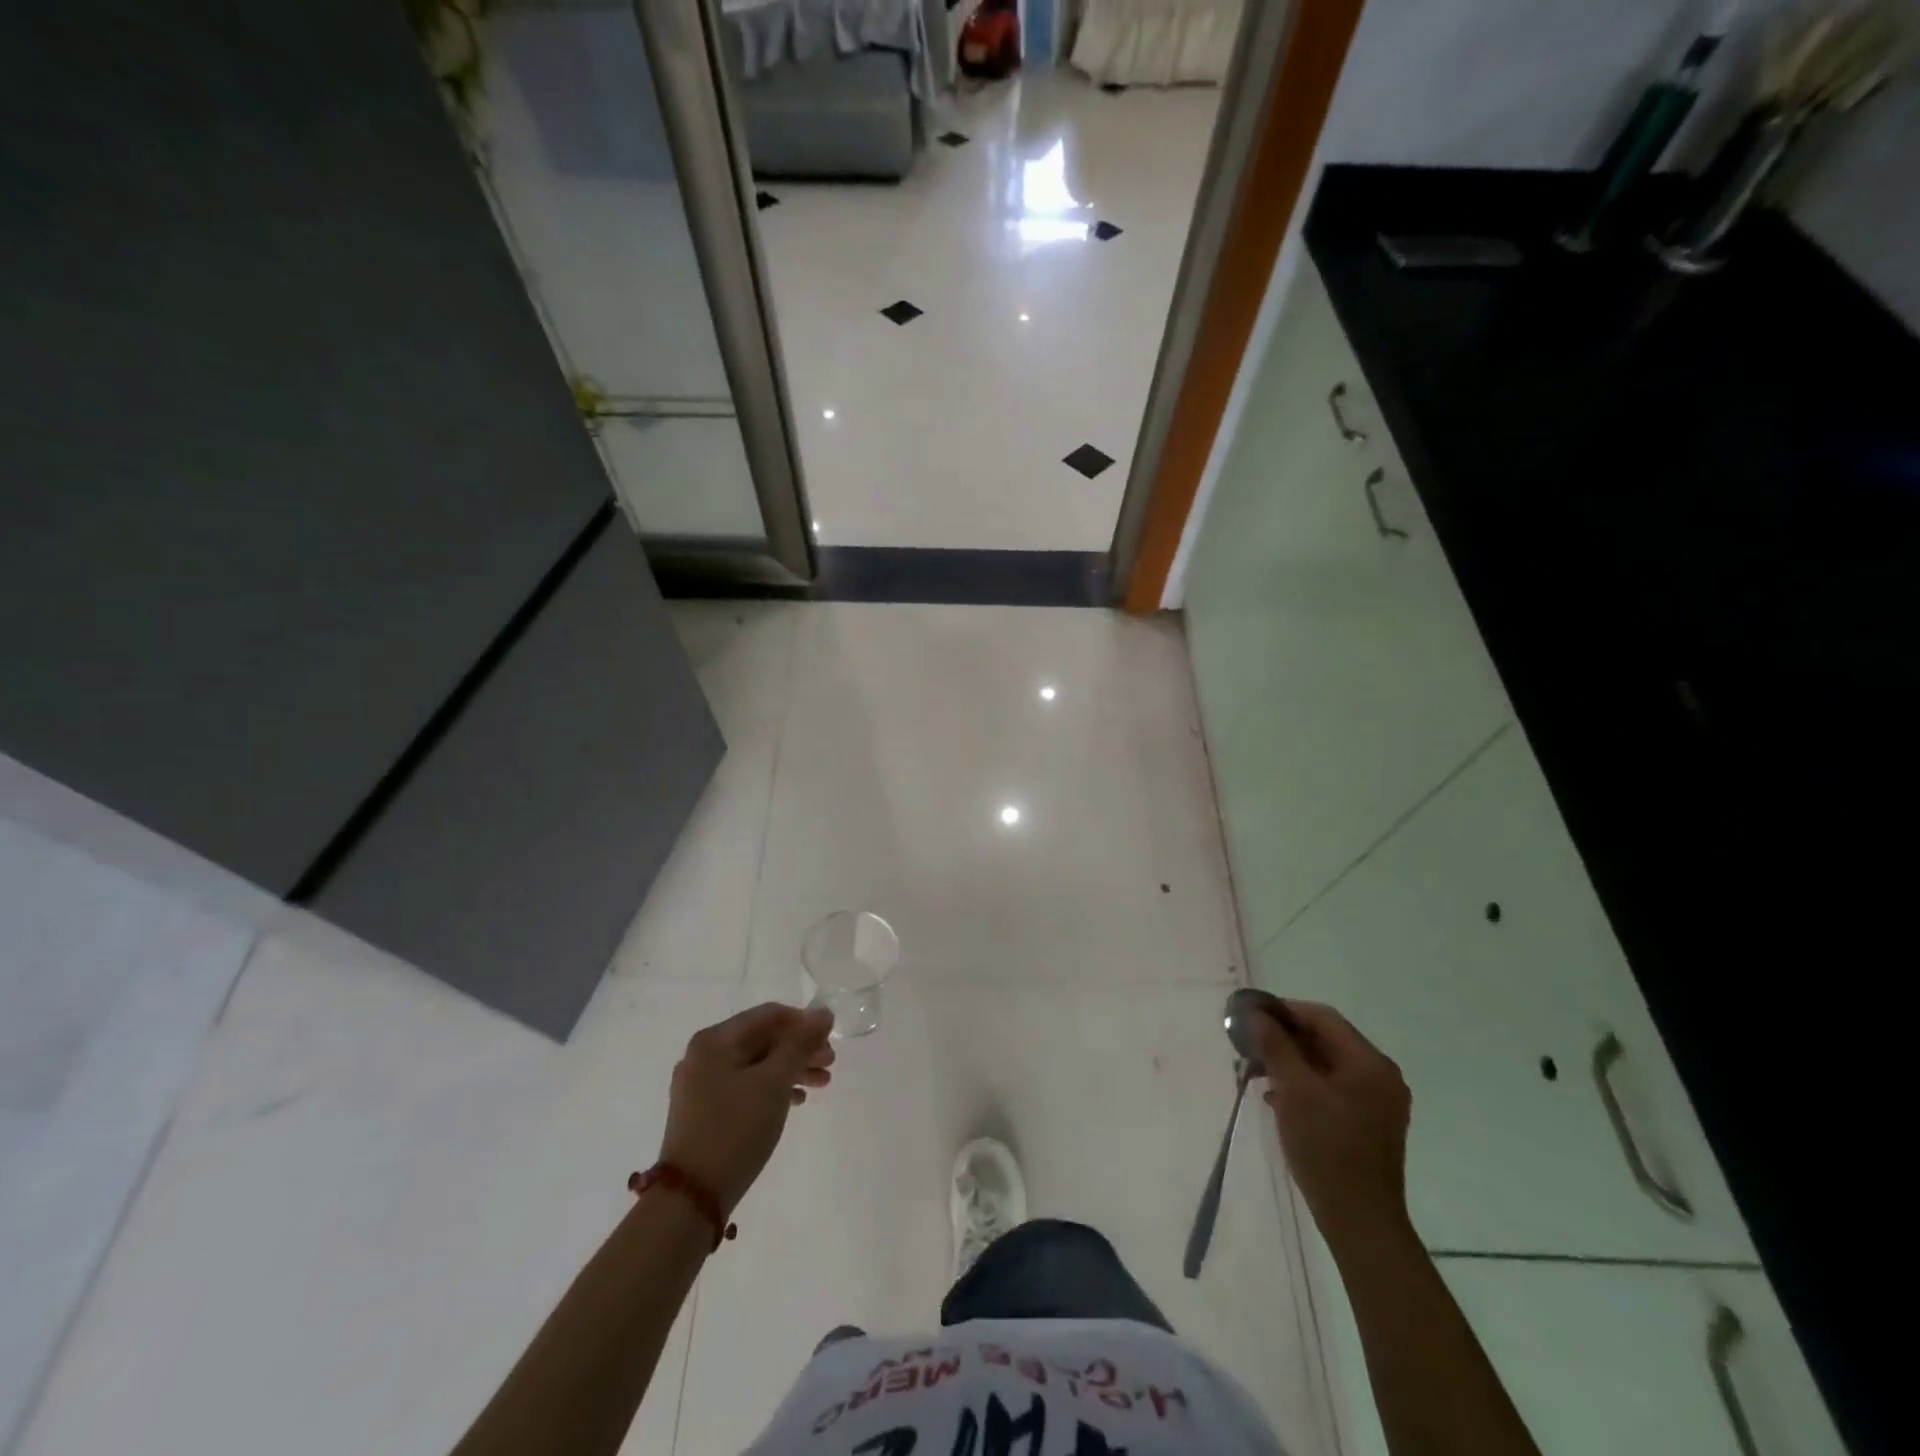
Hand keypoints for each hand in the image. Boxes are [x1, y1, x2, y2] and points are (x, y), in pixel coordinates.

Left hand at [658, 1003, 834, 1216]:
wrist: (690, 1199)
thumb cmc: (735, 1130)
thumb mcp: (774, 1082)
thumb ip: (801, 1043)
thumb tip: (823, 1013)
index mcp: (715, 1040)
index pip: (768, 1015)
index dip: (803, 1022)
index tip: (830, 1039)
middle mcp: (703, 1055)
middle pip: (762, 1039)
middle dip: (800, 1049)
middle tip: (831, 1064)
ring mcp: (700, 1085)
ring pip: (756, 1065)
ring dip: (790, 1070)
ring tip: (822, 1084)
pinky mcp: (703, 1112)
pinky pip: (744, 1087)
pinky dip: (772, 1089)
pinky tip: (796, 1101)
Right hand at [1256, 999, 1413, 1254]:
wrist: (1360, 1222)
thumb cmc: (1327, 1148)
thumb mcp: (1294, 1090)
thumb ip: (1275, 1045)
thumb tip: (1255, 1013)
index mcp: (1369, 1063)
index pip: (1322, 1017)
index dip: (1284, 1010)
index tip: (1250, 1016)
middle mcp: (1380, 1076)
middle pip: (1325, 1040)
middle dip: (1283, 1039)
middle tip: (1248, 1046)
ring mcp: (1378, 1102)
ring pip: (1326, 1065)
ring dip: (1290, 1063)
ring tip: (1255, 1073)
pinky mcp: (1369, 1124)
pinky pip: (1332, 1088)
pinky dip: (1304, 1085)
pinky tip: (1277, 1098)